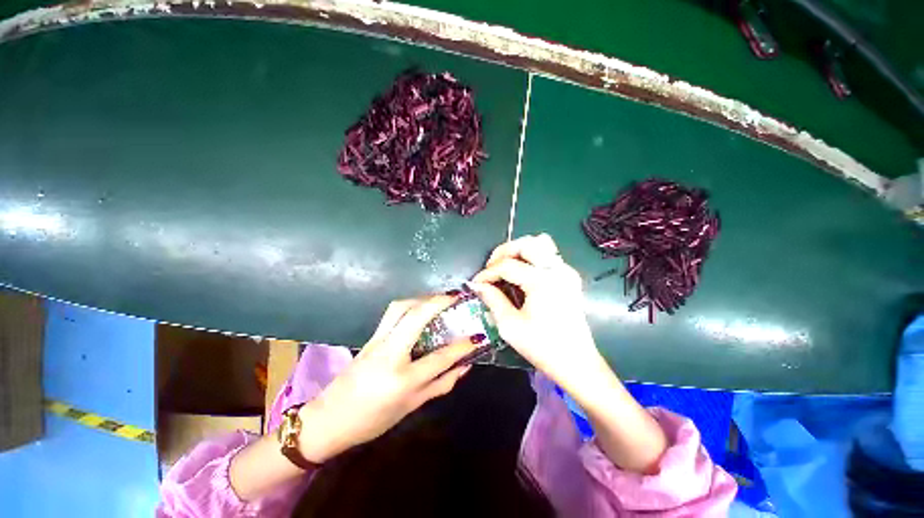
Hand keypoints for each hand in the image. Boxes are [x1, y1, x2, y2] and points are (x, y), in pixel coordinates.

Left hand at [297, 296, 478, 462]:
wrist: (328, 420)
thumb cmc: (372, 420)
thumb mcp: (411, 406)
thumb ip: (441, 384)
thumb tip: (465, 366)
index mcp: (402, 379)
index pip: (439, 357)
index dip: (462, 346)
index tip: (478, 335)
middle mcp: (389, 354)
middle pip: (416, 316)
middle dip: (439, 301)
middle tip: (455, 296)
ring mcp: (377, 342)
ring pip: (400, 307)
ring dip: (422, 298)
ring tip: (438, 300)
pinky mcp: (370, 337)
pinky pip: (392, 313)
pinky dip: (410, 305)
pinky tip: (419, 309)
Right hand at [468, 234, 606, 390]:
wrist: (577, 363)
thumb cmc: (542, 347)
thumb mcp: (510, 326)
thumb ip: (493, 299)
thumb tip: (478, 285)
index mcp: (542, 282)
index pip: (507, 266)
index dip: (488, 273)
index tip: (476, 283)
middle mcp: (557, 270)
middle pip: (526, 243)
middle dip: (504, 252)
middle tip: (491, 267)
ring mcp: (566, 271)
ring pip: (541, 243)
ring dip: (519, 250)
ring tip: (506, 266)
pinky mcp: (570, 277)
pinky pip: (549, 255)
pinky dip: (532, 258)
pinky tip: (522, 273)